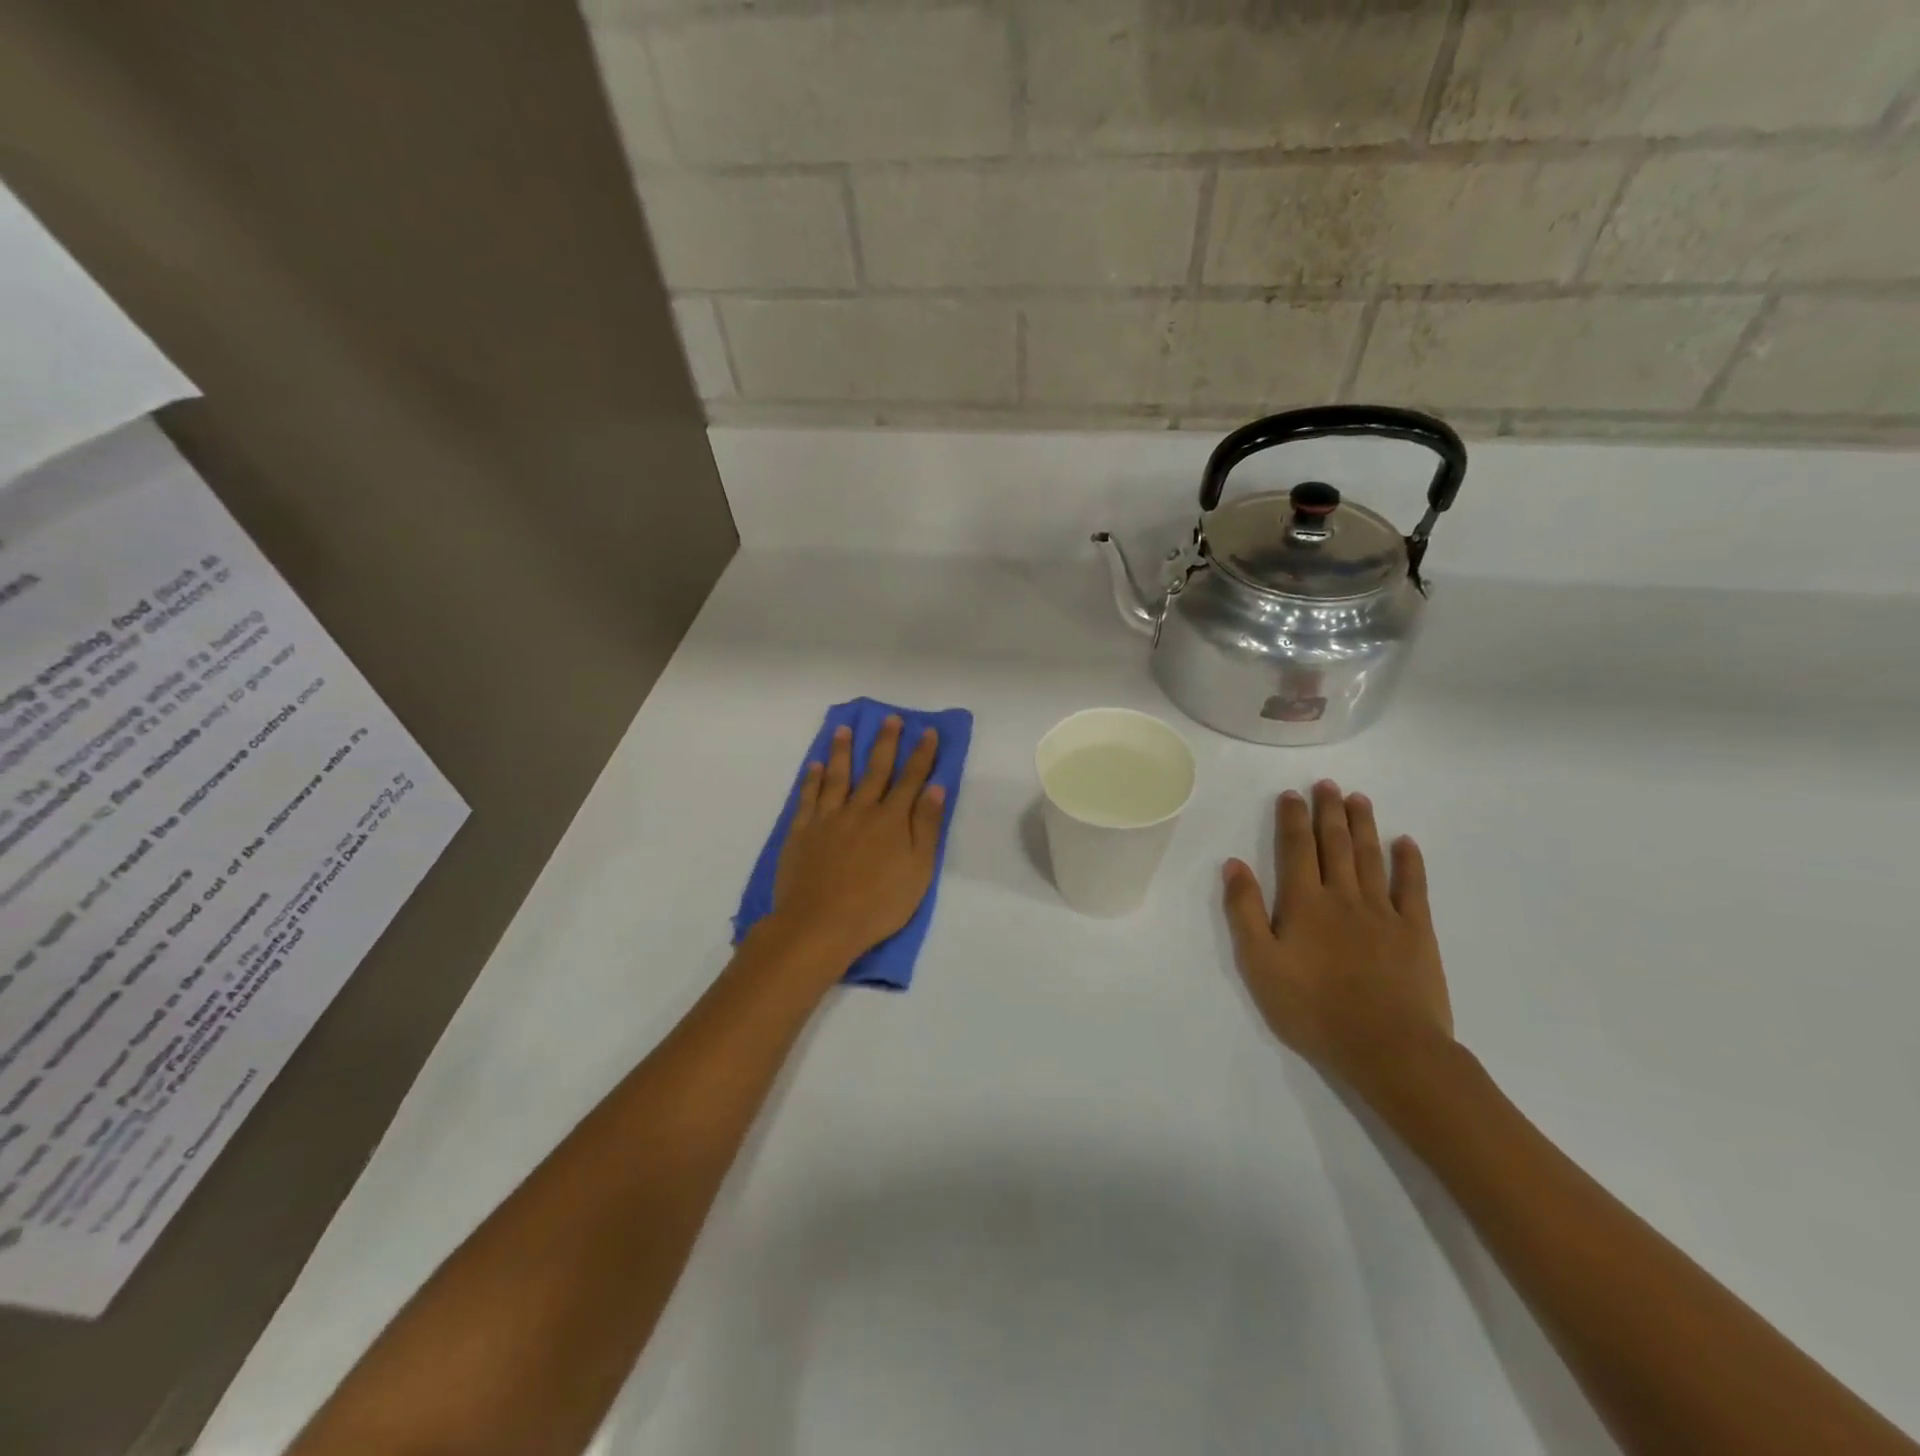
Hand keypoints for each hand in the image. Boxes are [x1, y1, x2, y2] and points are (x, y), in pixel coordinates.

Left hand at [768, 716, 945, 972]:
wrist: (820, 924)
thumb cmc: (878, 904)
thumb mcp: (918, 870)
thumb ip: (926, 826)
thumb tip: (937, 787)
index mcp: (892, 820)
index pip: (911, 779)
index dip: (922, 754)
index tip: (929, 732)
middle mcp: (861, 810)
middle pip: (876, 769)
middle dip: (886, 742)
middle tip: (891, 718)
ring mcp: (828, 818)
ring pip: (838, 776)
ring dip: (843, 751)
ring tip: (845, 729)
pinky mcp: (802, 831)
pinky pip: (808, 797)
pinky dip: (812, 779)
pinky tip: (815, 765)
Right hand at [1222, 781, 1452, 1097]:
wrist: (1387, 1047)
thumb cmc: (1312, 1009)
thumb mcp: (1260, 964)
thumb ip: (1245, 911)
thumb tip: (1234, 864)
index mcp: (1304, 903)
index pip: (1296, 849)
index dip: (1292, 819)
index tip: (1291, 794)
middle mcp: (1343, 896)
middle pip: (1335, 844)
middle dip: (1328, 811)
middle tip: (1327, 784)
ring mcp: (1383, 912)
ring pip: (1370, 856)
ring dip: (1363, 825)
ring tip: (1357, 798)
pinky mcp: (1416, 931)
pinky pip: (1413, 887)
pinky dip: (1409, 862)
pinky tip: (1405, 842)